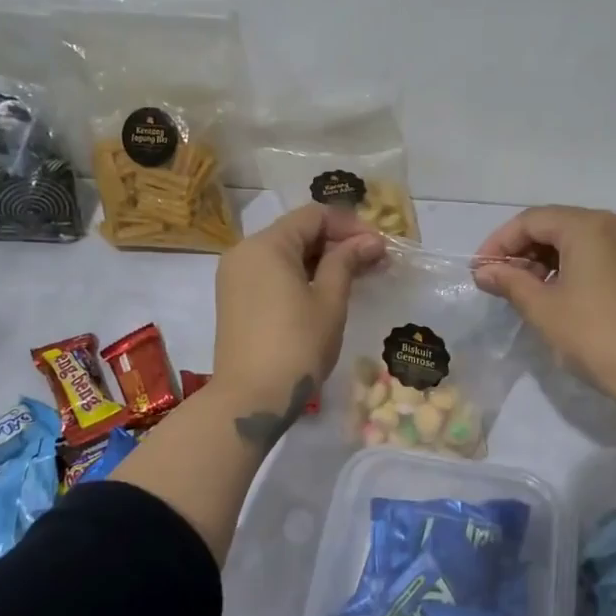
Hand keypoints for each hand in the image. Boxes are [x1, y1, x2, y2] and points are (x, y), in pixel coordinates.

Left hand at [213, 204, 384, 423]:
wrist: (250, 399)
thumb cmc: (296, 346)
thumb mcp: (329, 301)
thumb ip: (347, 262)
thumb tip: (370, 240)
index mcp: (266, 244)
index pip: (314, 216)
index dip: (350, 225)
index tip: (380, 246)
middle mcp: (244, 252)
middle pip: (297, 232)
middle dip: (338, 243)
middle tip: (375, 263)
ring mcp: (235, 277)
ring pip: (285, 254)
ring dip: (321, 261)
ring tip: (357, 278)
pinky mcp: (235, 300)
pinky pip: (272, 274)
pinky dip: (300, 276)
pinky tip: (327, 293)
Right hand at [474, 206, 615, 419]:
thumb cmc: (595, 335)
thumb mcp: (543, 309)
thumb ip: (510, 282)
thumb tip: (484, 271)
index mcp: (588, 225)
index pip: (531, 220)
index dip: (499, 243)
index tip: (478, 271)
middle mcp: (613, 224)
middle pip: (555, 225)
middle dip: (521, 251)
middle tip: (498, 283)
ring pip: (576, 241)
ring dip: (544, 260)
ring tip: (523, 292)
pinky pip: (595, 255)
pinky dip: (569, 268)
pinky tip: (556, 296)